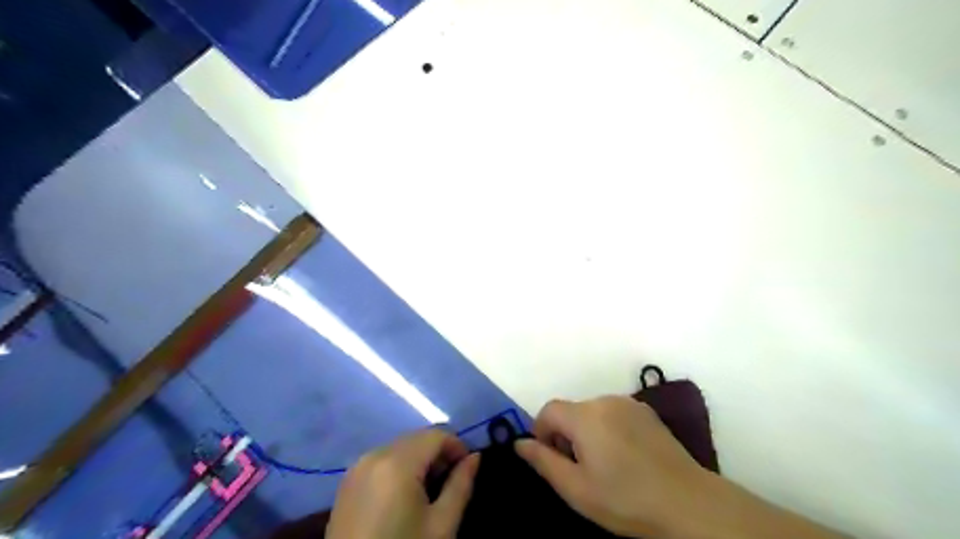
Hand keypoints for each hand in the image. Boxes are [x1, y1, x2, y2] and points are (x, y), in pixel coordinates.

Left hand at [328, 429, 478, 538]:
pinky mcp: (347, 481)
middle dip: (438, 452)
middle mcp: (375, 454)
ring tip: (429, 489)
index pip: (436, 435)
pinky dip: (399, 467)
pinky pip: (382, 460)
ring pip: (399, 447)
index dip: (457, 446)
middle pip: (417, 438)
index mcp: (398, 462)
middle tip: (451, 480)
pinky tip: (404, 494)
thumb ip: (461, 485)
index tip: (468, 468)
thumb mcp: (441, 526)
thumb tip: (475, 457)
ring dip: (419, 459)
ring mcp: (357, 467)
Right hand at [518, 396, 711, 538]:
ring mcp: (628, 403)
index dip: (541, 432)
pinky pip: (614, 413)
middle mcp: (605, 400)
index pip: (548, 410)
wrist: (688, 503)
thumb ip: (543, 461)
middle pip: (571, 411)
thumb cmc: (626, 499)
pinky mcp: (646, 411)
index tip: (552, 459)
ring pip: (592, 412)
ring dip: (587, 431)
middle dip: (565, 434)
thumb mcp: (576, 489)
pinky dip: (608, 428)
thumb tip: (519, 443)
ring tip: (604, 464)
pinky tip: (625, 455)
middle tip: (579, 469)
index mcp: (585, 416)